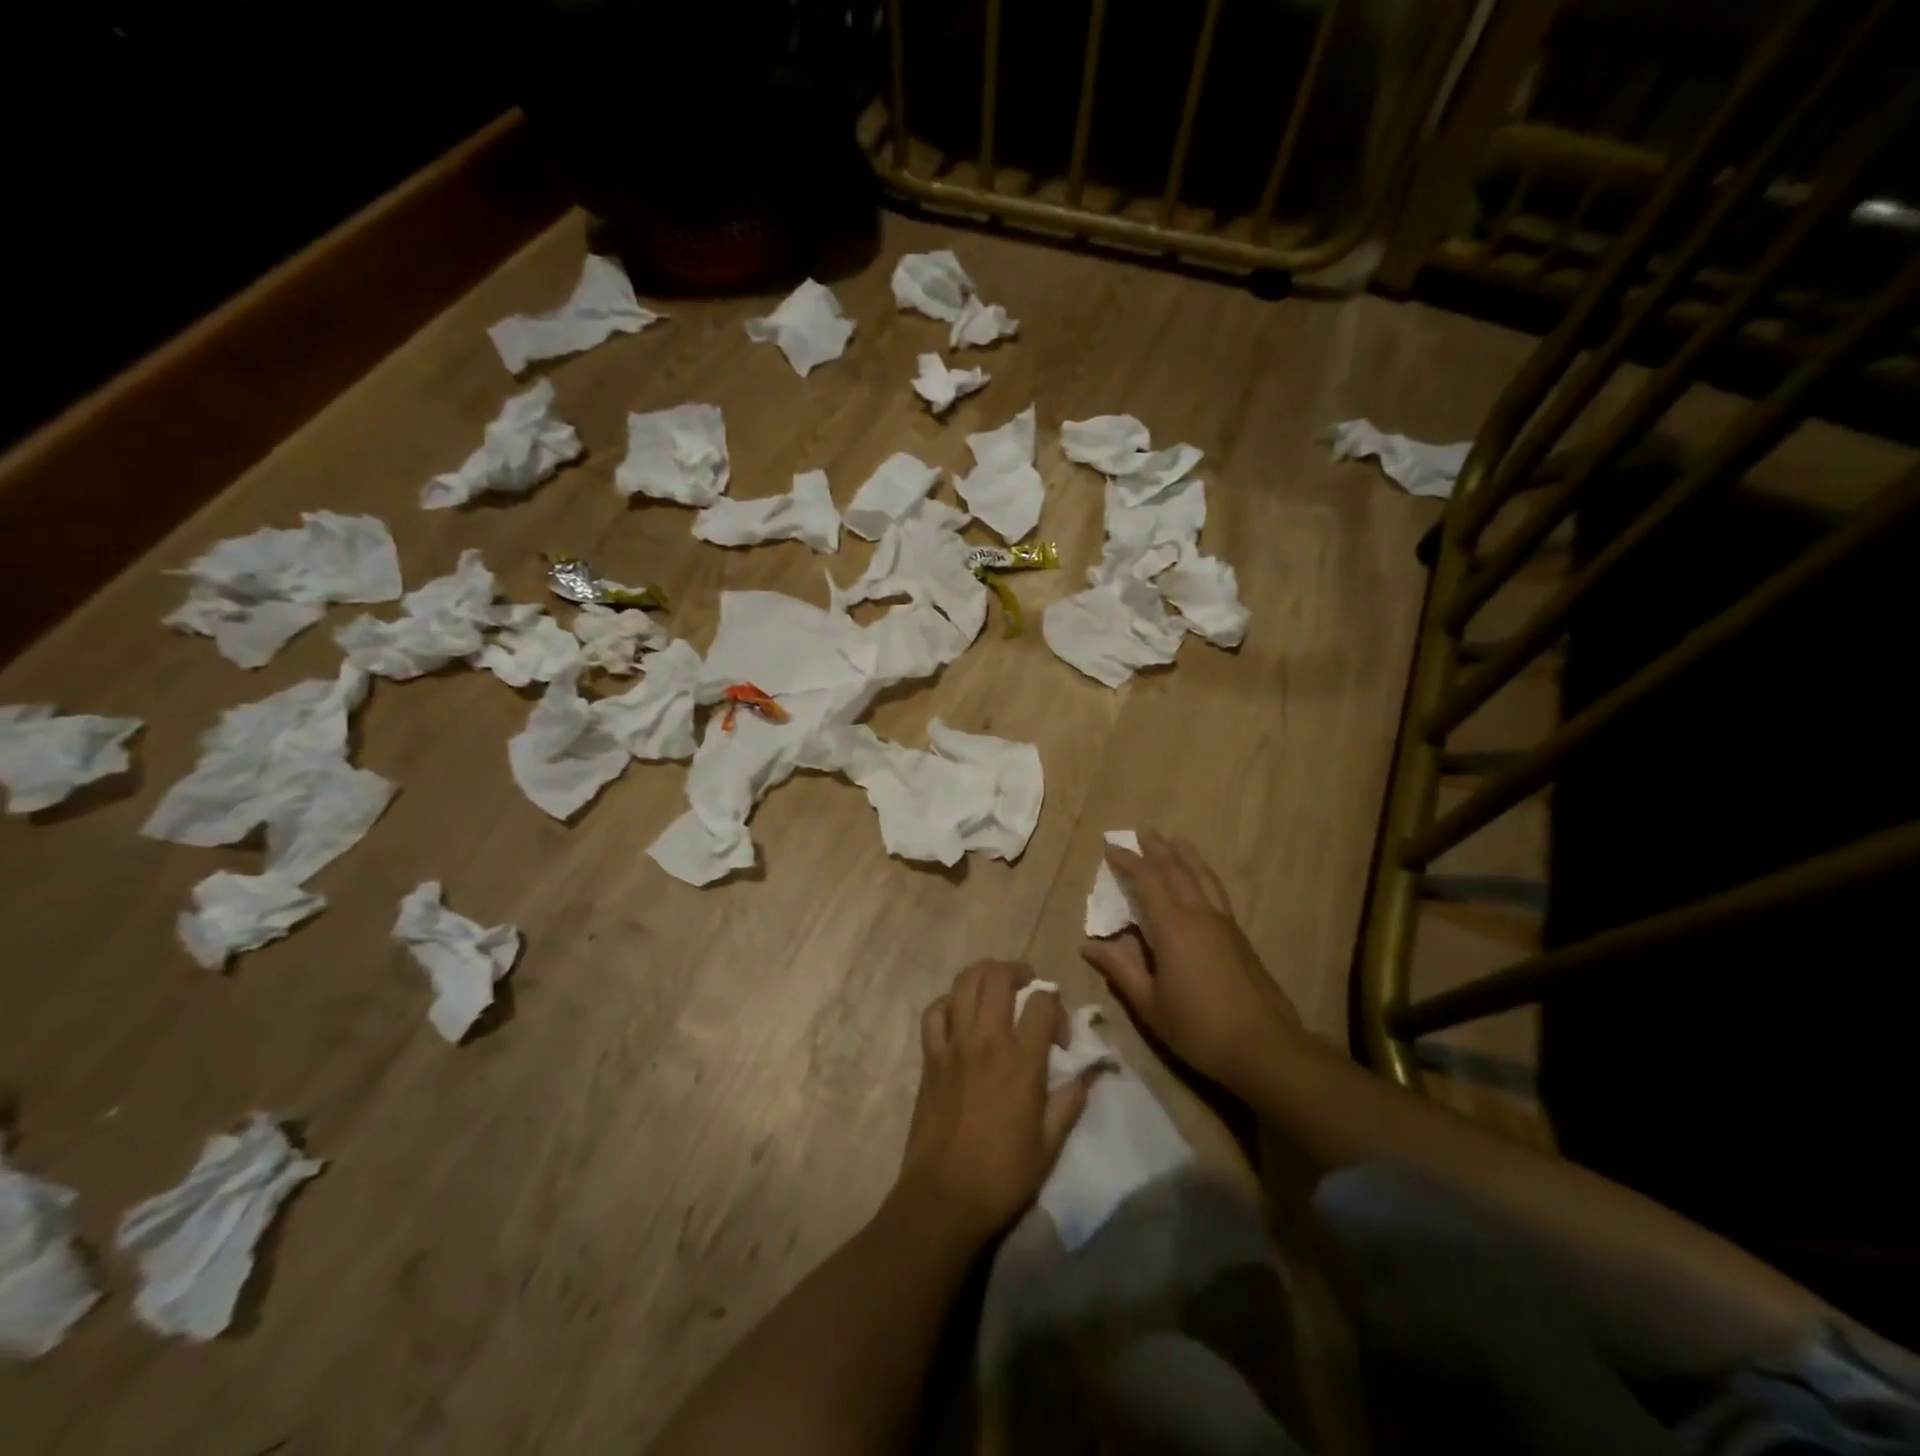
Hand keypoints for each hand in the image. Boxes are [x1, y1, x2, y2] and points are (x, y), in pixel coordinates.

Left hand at [894, 961, 1091, 1244]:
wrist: (945, 1198)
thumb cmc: (1004, 1175)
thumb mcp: (1051, 1143)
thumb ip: (1071, 1100)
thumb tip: (1092, 1073)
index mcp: (1022, 1060)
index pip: (1043, 1003)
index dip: (1056, 1005)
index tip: (1059, 1034)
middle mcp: (987, 1040)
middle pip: (998, 977)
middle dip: (1018, 971)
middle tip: (1028, 985)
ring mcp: (954, 1045)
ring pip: (964, 983)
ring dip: (983, 975)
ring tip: (995, 986)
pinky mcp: (930, 1057)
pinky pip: (935, 1012)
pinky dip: (948, 1003)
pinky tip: (959, 1014)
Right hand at [1081, 830, 1302, 1098]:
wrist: (1264, 1047)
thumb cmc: (1198, 1027)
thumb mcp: (1150, 1004)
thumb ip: (1120, 970)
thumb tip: (1088, 945)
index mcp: (1173, 928)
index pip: (1146, 882)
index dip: (1127, 862)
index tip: (1110, 846)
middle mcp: (1199, 915)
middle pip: (1176, 871)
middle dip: (1157, 849)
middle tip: (1143, 830)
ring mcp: (1223, 924)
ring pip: (1202, 877)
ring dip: (1186, 855)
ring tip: (1176, 839)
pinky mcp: (1239, 937)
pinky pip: (1216, 891)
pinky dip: (1203, 875)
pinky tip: (1202, 879)